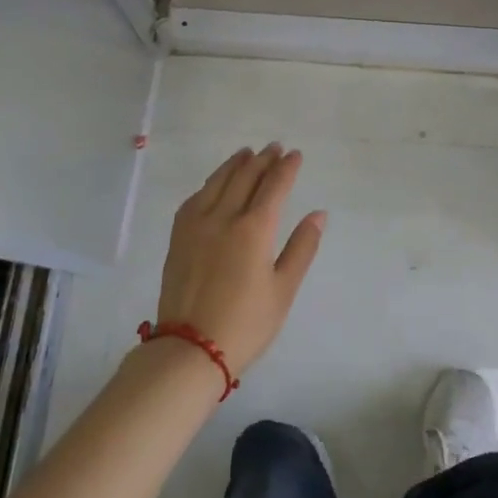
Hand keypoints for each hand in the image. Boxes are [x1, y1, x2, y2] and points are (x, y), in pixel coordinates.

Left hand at [152, 143, 325, 379]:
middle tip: (274, 148)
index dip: (286, 168)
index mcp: (255, 229)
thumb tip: (318, 214)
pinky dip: (210, 183)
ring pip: (218, 182)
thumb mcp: (283, 289)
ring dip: (235, 164)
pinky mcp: (179, 237)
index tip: (295, 154)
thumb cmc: (246, 324)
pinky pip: (195, 198)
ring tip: (246, 153)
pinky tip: (214, 183)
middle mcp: (224, 217)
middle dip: (263, 160)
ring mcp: (197, 225)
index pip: (274, 186)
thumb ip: (302, 247)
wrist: (190, 349)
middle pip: (246, 177)